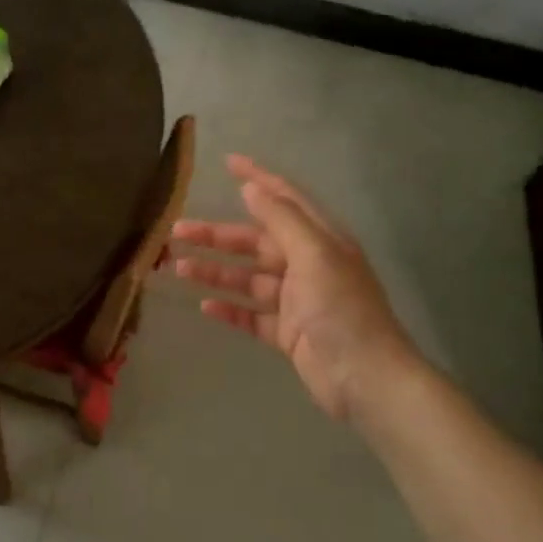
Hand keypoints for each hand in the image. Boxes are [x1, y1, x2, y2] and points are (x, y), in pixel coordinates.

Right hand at [172, 154, 430, 432]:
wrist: (366, 379)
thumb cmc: (341, 310)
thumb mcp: (314, 255)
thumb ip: (281, 220)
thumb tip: (251, 189)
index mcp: (320, 240)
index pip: (284, 199)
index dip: (257, 178)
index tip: (227, 162)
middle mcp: (307, 265)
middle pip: (255, 241)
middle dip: (217, 235)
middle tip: (176, 231)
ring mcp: (296, 301)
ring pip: (247, 278)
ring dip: (215, 271)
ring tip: (178, 268)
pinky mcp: (287, 333)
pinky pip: (250, 314)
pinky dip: (228, 308)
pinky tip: (204, 305)